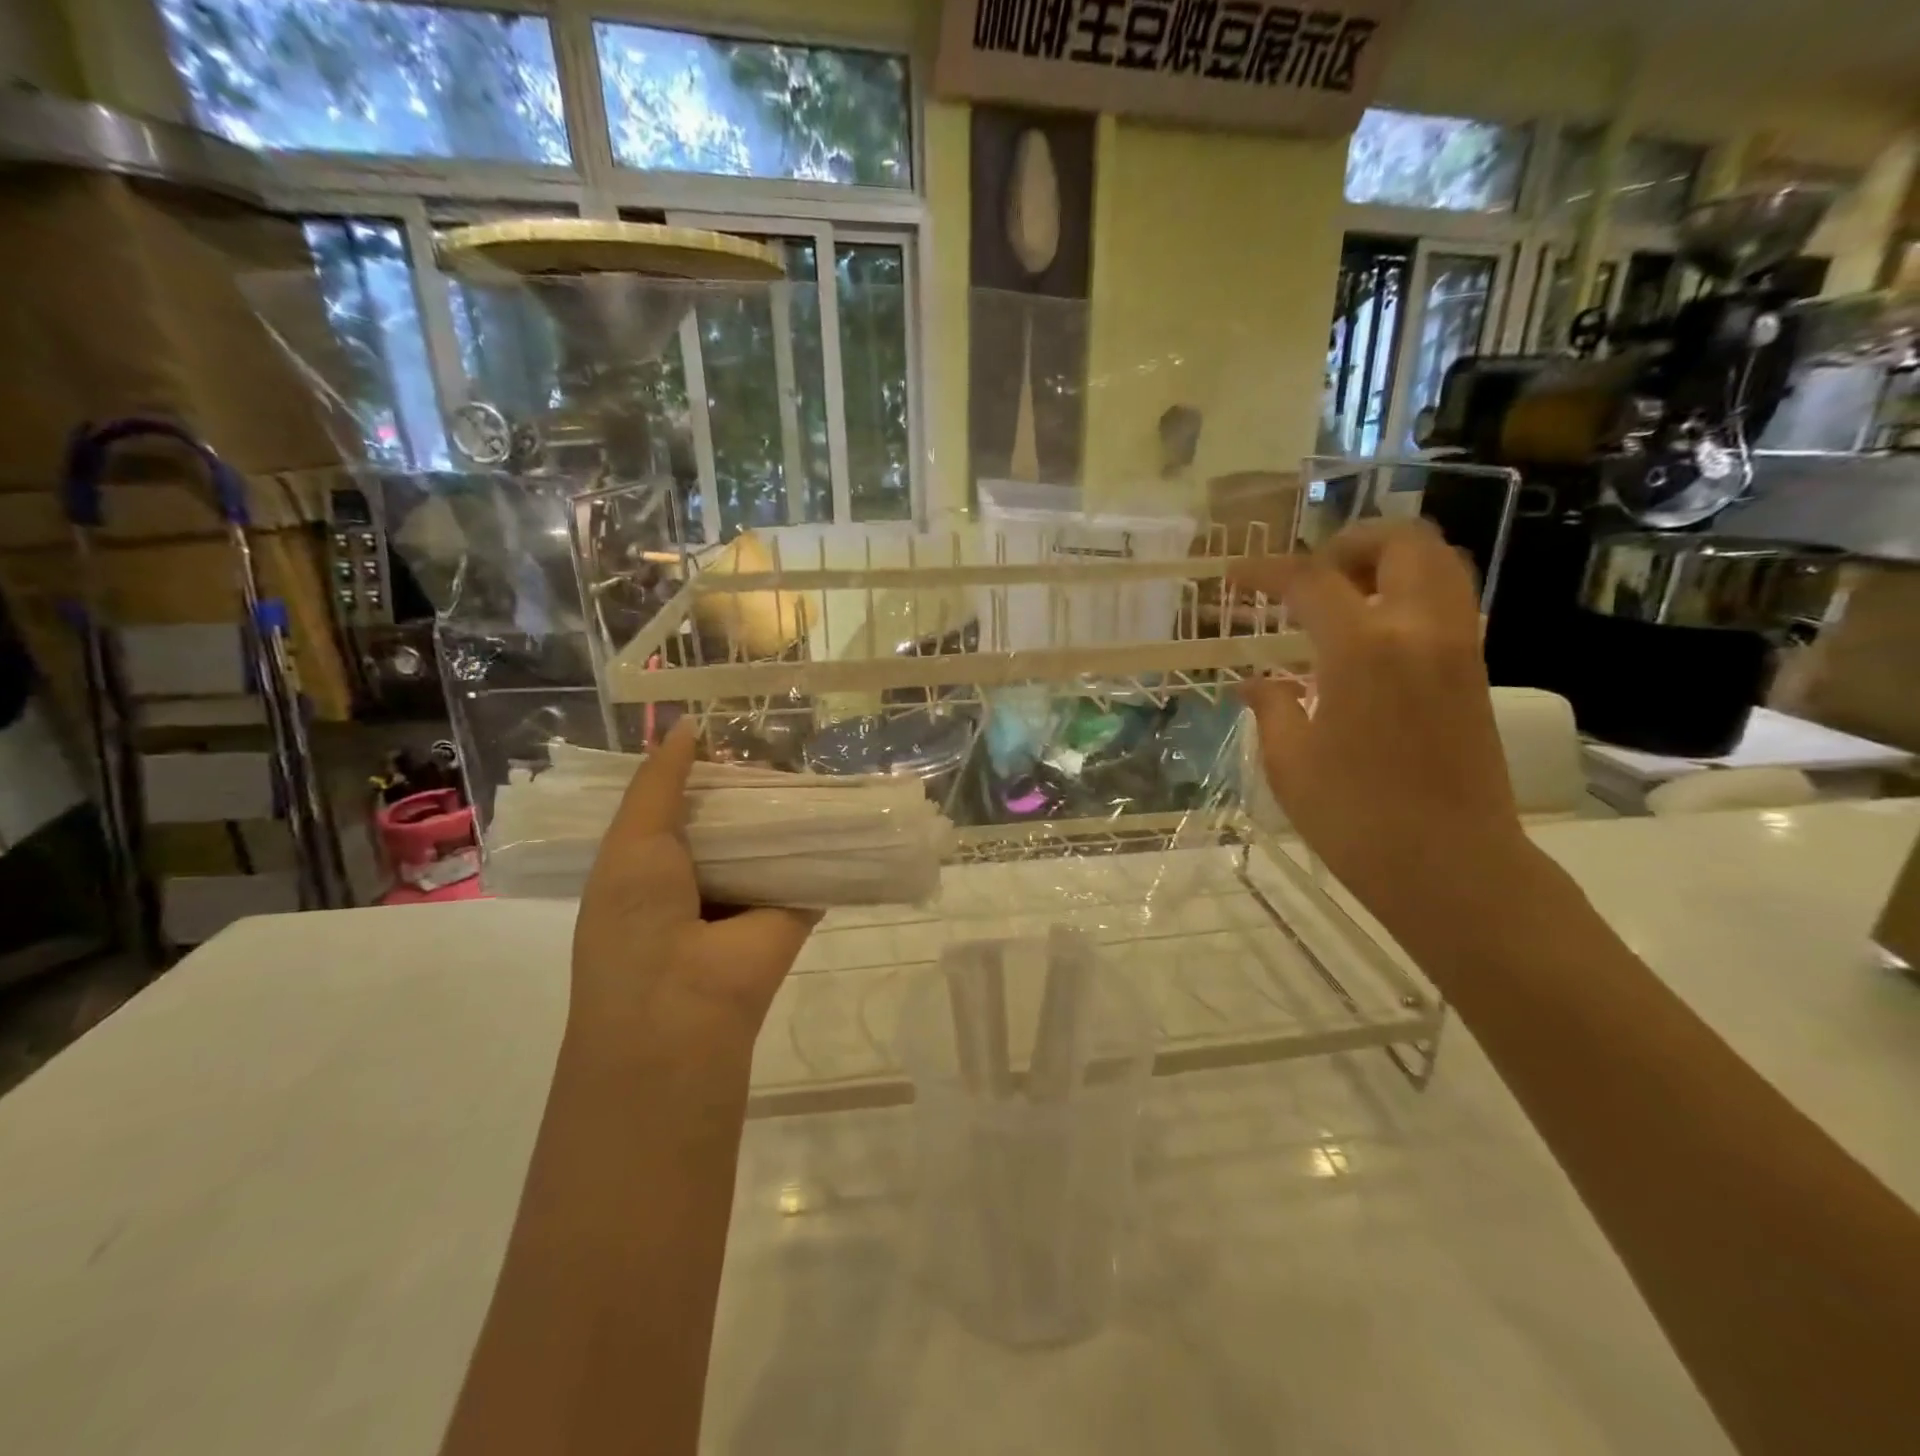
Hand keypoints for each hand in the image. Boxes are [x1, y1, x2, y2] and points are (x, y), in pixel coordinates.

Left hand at [569, 721, 817, 1066]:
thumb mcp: (632, 842)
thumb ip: (660, 784)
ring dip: (786, 806)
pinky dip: (823, 838)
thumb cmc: (637, 924)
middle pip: (730, 817)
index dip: (697, 770)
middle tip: (776, 733)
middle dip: (747, 782)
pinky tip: (841, 798)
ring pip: (771, 838)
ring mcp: (749, 894)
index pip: (679, 805)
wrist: (683, 1011)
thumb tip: (688, 726)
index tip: (725, 730)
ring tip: (811, 752)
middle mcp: (701, 877)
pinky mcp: (794, 907)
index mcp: (652, 865)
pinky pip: (809, 864)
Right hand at [1233, 520, 1530, 927]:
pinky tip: (1370, 640)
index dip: (1265, 571)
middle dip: (1349, 544)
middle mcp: (1419, 629)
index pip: (1310, 579)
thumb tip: (1255, 683)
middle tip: (1310, 579)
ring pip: (1440, 563)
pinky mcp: (1475, 672)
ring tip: (1343, 599)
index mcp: (1363, 648)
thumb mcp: (1289, 762)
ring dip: (1388, 562)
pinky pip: (1449, 601)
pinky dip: (1410, 594)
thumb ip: (1272, 707)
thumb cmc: (1355, 819)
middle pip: (1401, 541)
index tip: (1233, 577)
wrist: (1453, 868)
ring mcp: (1458, 647)